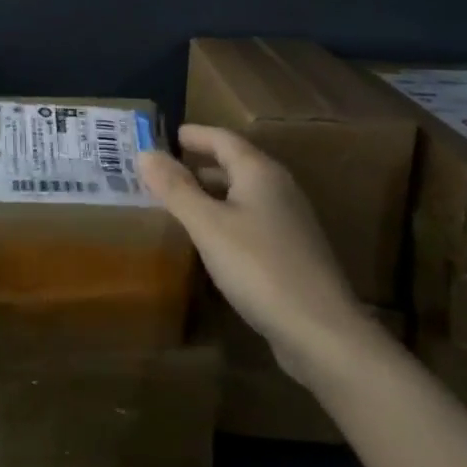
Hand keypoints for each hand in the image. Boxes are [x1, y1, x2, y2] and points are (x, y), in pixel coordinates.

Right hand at [140, 125, 373, 383]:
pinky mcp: (292, 251)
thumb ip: (176, 188)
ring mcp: (289, 221)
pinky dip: (225, 218)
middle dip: (199, 163)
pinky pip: (250, 220)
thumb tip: (146, 152)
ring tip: (178, 202)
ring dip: (211, 192)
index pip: (222, 138)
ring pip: (242, 193)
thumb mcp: (208, 225)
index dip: (193, 135)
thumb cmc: (259, 267)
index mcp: (260, 171)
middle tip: (163, 170)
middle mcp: (278, 187)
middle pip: (234, 163)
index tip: (164, 135)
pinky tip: (209, 239)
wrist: (321, 331)